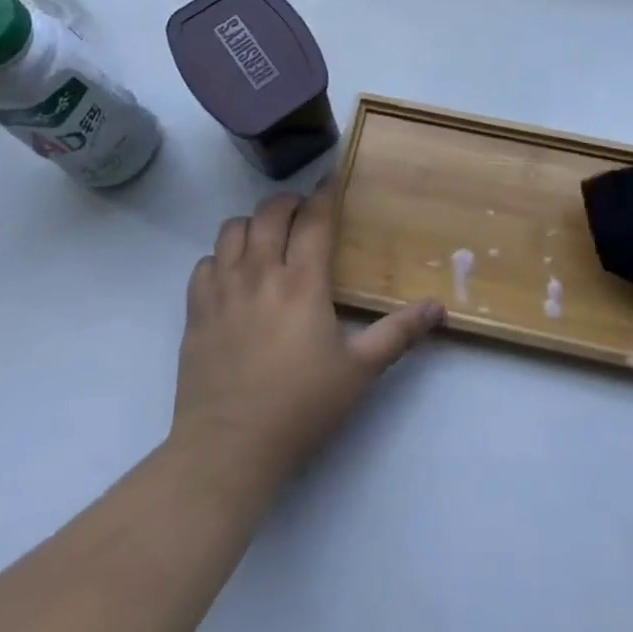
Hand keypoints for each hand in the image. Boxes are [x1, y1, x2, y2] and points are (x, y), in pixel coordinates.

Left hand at [169, 181, 444, 500]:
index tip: (332, 179)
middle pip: (269, 212)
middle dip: (289, 203)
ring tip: (267, 241)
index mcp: (302, 283)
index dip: (325, 193)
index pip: (313, 218)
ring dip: (252, 225)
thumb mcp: (359, 373)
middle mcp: (260, 274)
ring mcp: (222, 290)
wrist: (226, 452)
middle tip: (303, 215)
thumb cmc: (299, 409)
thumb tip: (438, 307)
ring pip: (231, 229)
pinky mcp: (195, 312)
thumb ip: (398, 334)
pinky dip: (220, 258)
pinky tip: (233, 277)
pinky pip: (204, 263)